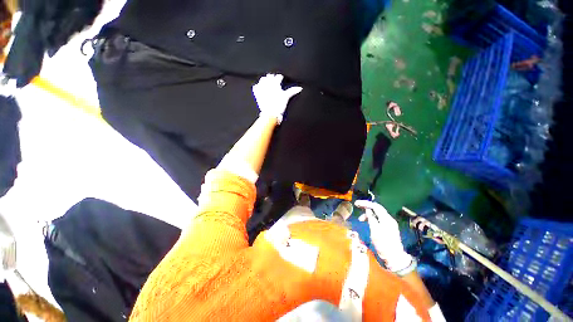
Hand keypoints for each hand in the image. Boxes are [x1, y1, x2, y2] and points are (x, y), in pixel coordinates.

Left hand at [252, 74, 301, 123]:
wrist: (270, 113)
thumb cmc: (278, 105)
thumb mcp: (286, 97)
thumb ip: (292, 91)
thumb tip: (300, 88)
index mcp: (275, 84)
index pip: (278, 77)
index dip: (280, 77)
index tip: (281, 78)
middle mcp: (268, 84)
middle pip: (269, 76)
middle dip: (272, 77)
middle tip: (273, 79)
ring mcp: (262, 88)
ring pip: (262, 80)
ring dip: (264, 80)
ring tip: (266, 82)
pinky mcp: (257, 94)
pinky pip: (255, 87)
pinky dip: (257, 86)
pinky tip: (258, 87)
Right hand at [355, 200, 411, 271]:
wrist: (395, 258)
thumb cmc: (383, 245)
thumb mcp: (375, 231)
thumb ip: (371, 219)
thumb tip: (368, 210)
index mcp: (386, 219)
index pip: (375, 206)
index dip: (365, 203)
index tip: (357, 204)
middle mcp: (389, 219)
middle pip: (377, 208)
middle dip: (367, 206)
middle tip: (357, 206)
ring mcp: (390, 223)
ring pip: (377, 214)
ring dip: (368, 214)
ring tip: (360, 219)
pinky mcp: (389, 228)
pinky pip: (379, 219)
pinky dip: (372, 219)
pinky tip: (367, 222)